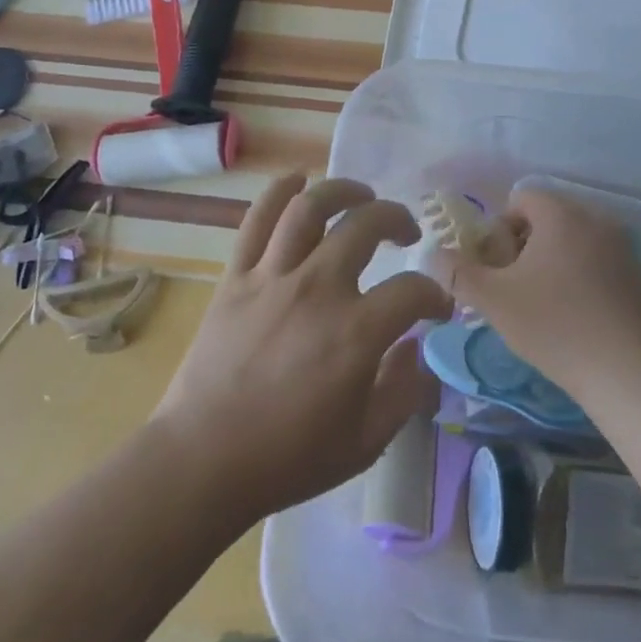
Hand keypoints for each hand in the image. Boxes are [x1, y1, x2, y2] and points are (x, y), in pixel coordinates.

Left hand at [152, 173, 450, 526]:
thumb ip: (404, 393)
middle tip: (406, 233)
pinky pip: (257, 219)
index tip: (437, 308)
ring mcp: (273, 276)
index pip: (412, 292)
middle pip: (366, 225)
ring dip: (344, 190)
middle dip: (397, 220)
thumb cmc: (288, 457)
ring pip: (312, 206)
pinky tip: (298, 180)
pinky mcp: (237, 275)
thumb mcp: (365, 443)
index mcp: (354, 333)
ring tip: (361, 196)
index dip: (434, 295)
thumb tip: (420, 350)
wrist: (203, 462)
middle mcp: (318, 289)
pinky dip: (279, 191)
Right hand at [440, 186, 640, 400]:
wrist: (625, 373)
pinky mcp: (640, 279)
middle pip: (550, 219)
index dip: (501, 228)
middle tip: (515, 287)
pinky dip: (585, 280)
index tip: (498, 267)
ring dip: (556, 262)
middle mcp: (596, 220)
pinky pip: (601, 266)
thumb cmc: (553, 326)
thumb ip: (458, 273)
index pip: (522, 198)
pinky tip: (579, 319)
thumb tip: (433, 255)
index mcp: (561, 215)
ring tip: (545, 305)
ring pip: (576, 242)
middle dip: (527, 246)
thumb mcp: (493, 300)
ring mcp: (624, 249)